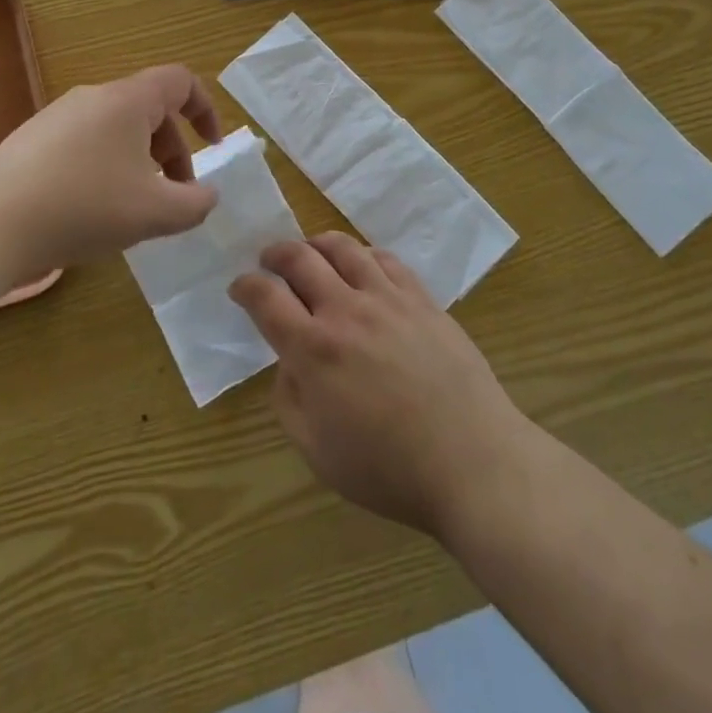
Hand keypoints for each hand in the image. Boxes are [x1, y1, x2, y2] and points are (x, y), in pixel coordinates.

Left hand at [0, 64, 221, 275]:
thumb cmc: (86, 207)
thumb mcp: (155, 213)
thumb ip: (195, 204)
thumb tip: (207, 195)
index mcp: (128, 100)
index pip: (180, 81)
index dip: (205, 109)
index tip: (212, 146)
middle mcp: (93, 96)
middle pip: (149, 110)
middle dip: (173, 151)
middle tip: (174, 196)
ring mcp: (58, 115)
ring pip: (117, 129)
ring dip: (140, 162)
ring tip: (134, 207)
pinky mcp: (32, 139)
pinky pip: (85, 143)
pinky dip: (106, 167)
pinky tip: (92, 208)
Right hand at [231, 233, 535, 538]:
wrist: (472, 462)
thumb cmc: (388, 469)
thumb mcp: (316, 450)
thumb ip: (288, 400)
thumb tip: (287, 363)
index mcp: (313, 349)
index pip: (265, 297)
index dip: (245, 286)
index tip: (240, 288)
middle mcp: (345, 311)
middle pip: (300, 258)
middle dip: (275, 254)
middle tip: (269, 261)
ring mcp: (387, 299)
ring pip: (343, 247)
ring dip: (316, 244)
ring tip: (311, 253)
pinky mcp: (421, 299)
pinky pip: (386, 259)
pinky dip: (363, 255)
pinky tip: (361, 267)